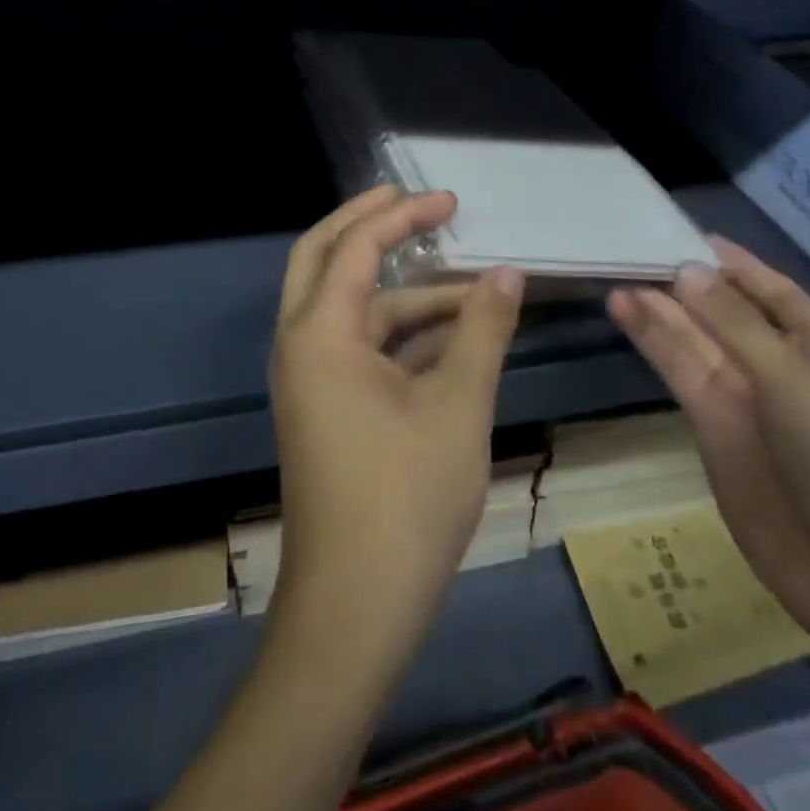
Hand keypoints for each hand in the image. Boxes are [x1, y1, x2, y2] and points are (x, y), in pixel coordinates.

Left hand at [270, 186, 524, 656]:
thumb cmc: (406, 499)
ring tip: (474, 291)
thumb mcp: (458, 405)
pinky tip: (455, 338)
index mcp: (319, 333)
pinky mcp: (327, 410)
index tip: (449, 200)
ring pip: (353, 311)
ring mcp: (311, 380)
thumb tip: (508, 273)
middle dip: (369, 226)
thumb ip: (483, 330)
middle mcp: (302, 346)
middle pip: (324, 259)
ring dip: (406, 294)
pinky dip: (403, 336)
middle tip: (415, 203)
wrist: (356, 610)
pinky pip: (361, 350)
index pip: (356, 247)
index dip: (403, 216)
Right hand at [607, 239, 809, 656]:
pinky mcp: (711, 427)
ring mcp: (743, 398)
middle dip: (684, 282)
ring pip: (694, 339)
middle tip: (632, 249)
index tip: (684, 232)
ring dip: (659, 309)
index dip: (731, 261)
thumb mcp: (796, 384)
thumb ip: (736, 326)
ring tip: (617, 277)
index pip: (770, 289)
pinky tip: (626, 313)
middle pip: (724, 311)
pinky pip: (680, 373)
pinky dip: (653, 343)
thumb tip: (687, 270)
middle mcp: (778, 365)